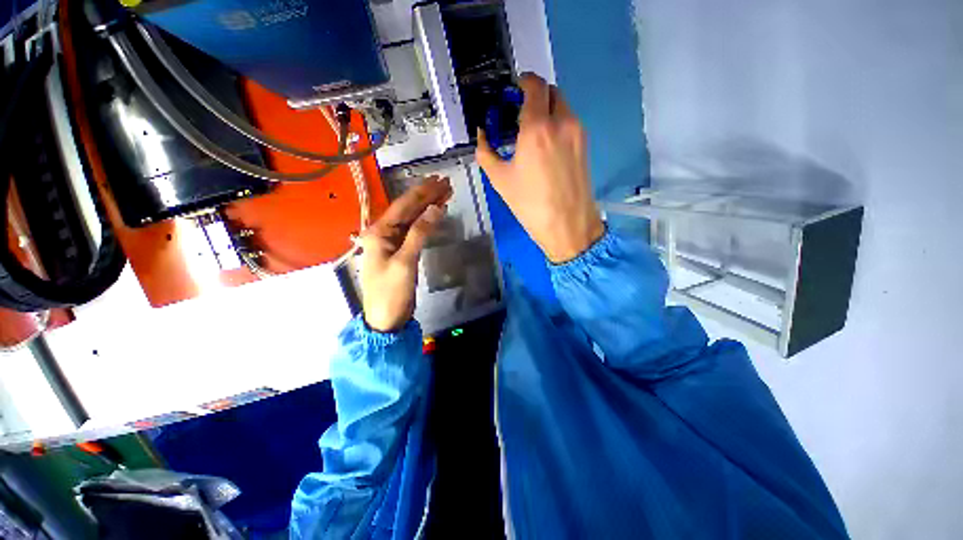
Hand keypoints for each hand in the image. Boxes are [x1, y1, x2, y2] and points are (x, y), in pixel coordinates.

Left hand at [360, 176, 451, 331]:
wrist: (386, 318)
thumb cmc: (391, 292)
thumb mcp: (405, 262)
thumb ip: (419, 233)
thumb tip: (436, 208)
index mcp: (379, 232)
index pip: (403, 205)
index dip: (422, 192)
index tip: (439, 180)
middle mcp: (384, 233)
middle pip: (408, 209)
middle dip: (427, 196)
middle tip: (446, 184)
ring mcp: (393, 242)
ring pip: (413, 219)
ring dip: (428, 206)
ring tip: (446, 194)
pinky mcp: (402, 251)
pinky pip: (415, 231)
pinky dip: (427, 222)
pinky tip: (436, 214)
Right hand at [475, 73, 603, 262]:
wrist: (567, 226)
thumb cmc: (530, 204)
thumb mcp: (500, 179)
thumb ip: (486, 151)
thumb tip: (481, 135)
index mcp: (538, 127)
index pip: (534, 85)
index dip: (522, 82)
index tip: (512, 92)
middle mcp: (562, 121)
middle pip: (550, 91)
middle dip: (534, 95)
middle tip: (519, 114)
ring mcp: (578, 132)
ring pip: (562, 106)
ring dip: (546, 110)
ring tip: (531, 133)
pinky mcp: (585, 145)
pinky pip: (569, 122)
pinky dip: (557, 123)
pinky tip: (546, 146)